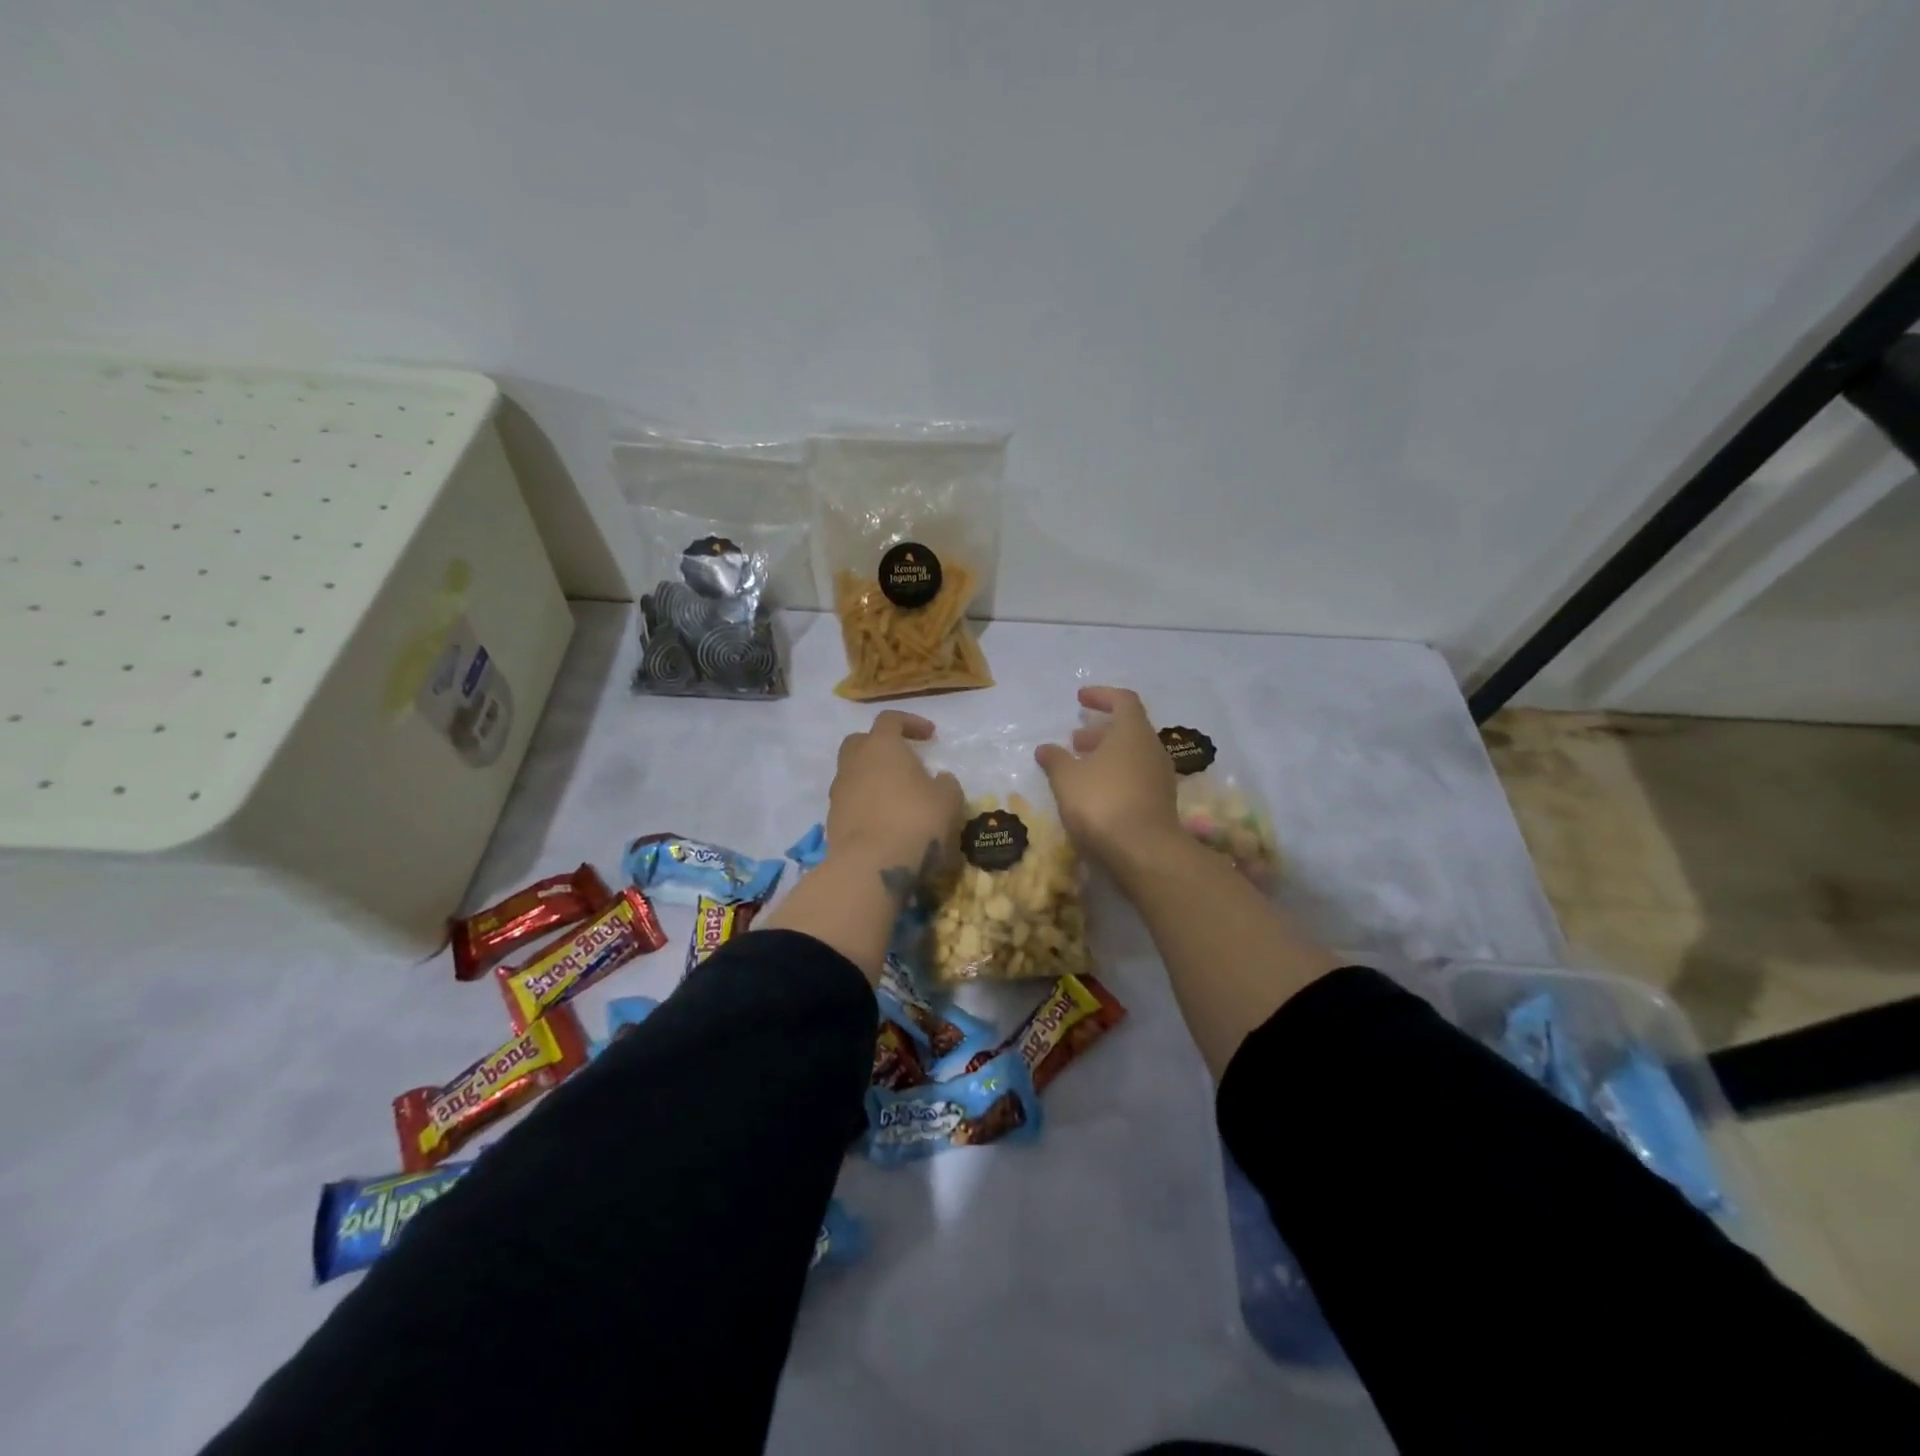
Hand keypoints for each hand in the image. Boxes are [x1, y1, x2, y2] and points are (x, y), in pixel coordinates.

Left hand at [827, 710, 963, 886]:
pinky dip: (866, 806)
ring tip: (897, 798)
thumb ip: (945, 783)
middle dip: (880, 747)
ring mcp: (839, 793)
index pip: (890, 720)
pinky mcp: (832, 822)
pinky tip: (886, 823)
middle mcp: (853, 763)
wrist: (871, 866)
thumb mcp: (948, 799)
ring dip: (872, 779)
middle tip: (903, 761)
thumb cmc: (916, 821)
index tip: (930, 735)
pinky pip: (851, 803)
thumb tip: (938, 780)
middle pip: (860, 742)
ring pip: (853, 774)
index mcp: (881, 746)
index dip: (911, 723)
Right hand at [1036, 686, 1180, 869]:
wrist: (1144, 852)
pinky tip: (1095, 793)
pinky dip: (1116, 775)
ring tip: (1080, 768)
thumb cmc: (1102, 802)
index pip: (1123, 700)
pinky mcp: (1161, 802)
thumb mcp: (1067, 778)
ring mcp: (1160, 777)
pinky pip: (1137, 777)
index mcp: (1133, 732)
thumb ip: (1055, 759)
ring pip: (1132, 755)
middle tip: (1074, 740)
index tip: (1080, 698)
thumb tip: (1045, 748)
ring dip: (1106, 756)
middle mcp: (1152, 748)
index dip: (1101, 695)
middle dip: (1100, 731)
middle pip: (1128, 729)